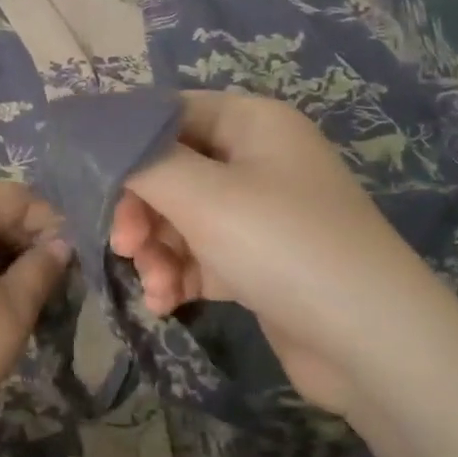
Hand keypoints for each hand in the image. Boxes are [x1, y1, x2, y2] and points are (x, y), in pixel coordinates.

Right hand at [109, 91, 418, 411]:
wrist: (371, 342)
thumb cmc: (283, 246)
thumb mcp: (203, 196)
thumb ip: (140, 161)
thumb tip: (95, 134)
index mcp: (252, 123)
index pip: (168, 114)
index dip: (124, 143)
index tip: (86, 181)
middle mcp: (257, 160)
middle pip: (170, 170)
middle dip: (140, 210)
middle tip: (123, 245)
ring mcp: (260, 213)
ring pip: (180, 218)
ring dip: (157, 252)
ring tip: (156, 286)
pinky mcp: (258, 262)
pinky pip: (202, 255)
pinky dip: (181, 275)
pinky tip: (169, 304)